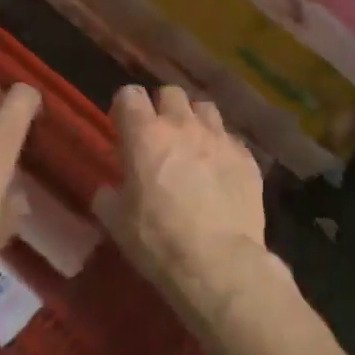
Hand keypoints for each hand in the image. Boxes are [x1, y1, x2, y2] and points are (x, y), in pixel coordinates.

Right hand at [94, 85, 267, 315]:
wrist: (218, 262)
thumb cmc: (158, 240)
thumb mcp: (116, 222)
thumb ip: (109, 195)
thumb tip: (110, 189)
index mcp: (145, 135)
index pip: (129, 94)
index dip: (125, 108)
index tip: (123, 127)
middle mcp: (183, 125)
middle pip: (170, 93)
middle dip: (162, 108)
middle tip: (159, 136)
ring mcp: (219, 137)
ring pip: (204, 108)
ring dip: (194, 121)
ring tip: (192, 147)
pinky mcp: (246, 156)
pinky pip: (230, 139)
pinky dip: (221, 149)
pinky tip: (219, 173)